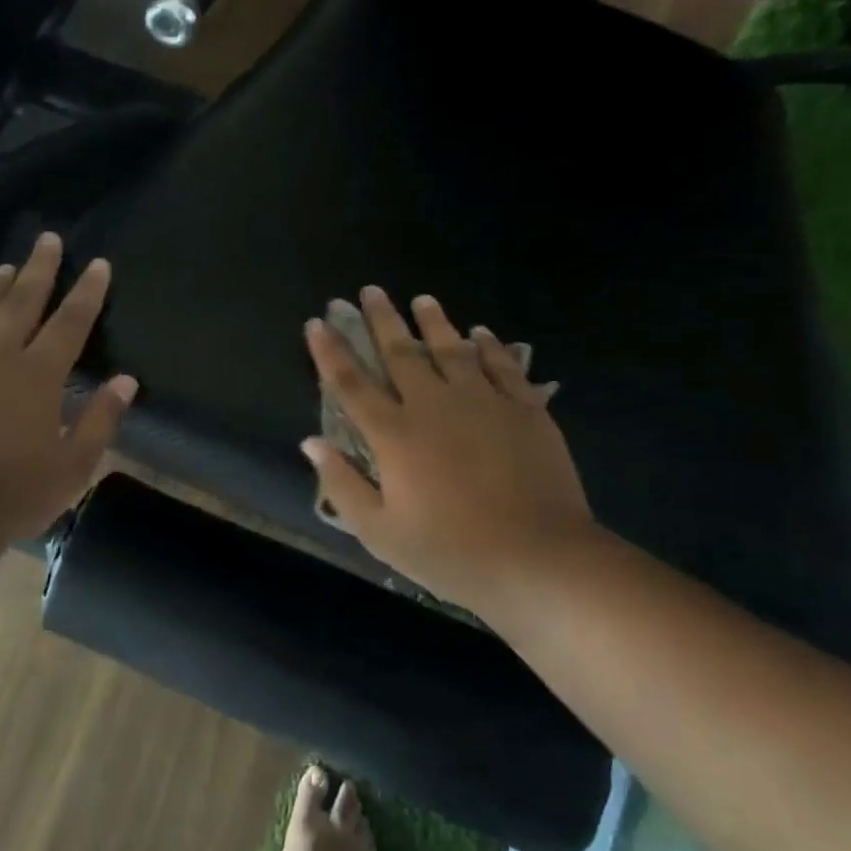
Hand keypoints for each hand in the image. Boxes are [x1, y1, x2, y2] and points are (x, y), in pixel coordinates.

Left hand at [0, 232, 136, 562]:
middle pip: (22, 303)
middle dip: (39, 269)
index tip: (98, 264)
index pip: (70, 322)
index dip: (87, 291)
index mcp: (38, 376)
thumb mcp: (73, 467)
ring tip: (6, 267)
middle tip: (48, 239)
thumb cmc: (13, 496)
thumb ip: (101, 419)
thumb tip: (126, 380)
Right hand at [301, 286, 597, 617]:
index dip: (330, 351)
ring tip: (423, 299)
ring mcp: (483, 402)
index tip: (317, 322)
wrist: (539, 558)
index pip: (351, 383)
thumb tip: (311, 442)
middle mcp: (434, 405)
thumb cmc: (451, 552)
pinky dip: (490, 346)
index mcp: (394, 435)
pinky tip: (482, 333)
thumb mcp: (380, 533)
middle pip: (400, 353)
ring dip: (434, 322)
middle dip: (381, 320)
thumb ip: (342, 484)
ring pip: (452, 348)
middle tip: (370, 291)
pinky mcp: (525, 409)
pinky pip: (503, 365)